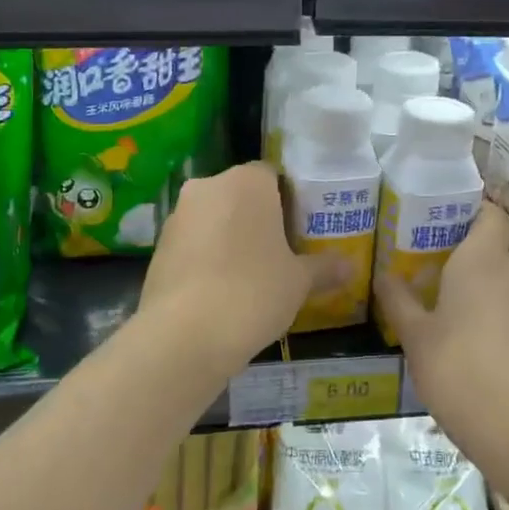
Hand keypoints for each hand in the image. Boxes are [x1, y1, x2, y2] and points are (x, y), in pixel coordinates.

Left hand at [139, 163, 342, 369]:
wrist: (184, 334)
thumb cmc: (253, 292)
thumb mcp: (299, 282)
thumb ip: (324, 268)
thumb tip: (350, 267)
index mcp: (247, 182)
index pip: (272, 175)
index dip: (289, 199)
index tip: (300, 228)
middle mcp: (208, 187)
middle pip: (240, 194)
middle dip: (258, 218)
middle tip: (280, 251)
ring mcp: (177, 216)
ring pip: (213, 218)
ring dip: (230, 237)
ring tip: (251, 275)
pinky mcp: (158, 247)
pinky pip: (193, 243)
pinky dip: (207, 258)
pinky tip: (221, 290)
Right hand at [376, 203, 508, 460]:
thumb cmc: (461, 370)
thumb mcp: (416, 337)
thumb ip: (399, 301)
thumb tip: (385, 275)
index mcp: (482, 259)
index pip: (490, 212)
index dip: (469, 207)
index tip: (436, 215)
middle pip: (489, 245)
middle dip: (458, 249)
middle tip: (419, 258)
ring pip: (497, 278)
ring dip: (470, 283)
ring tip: (431, 296)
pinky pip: (505, 306)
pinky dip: (484, 310)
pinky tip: (457, 334)